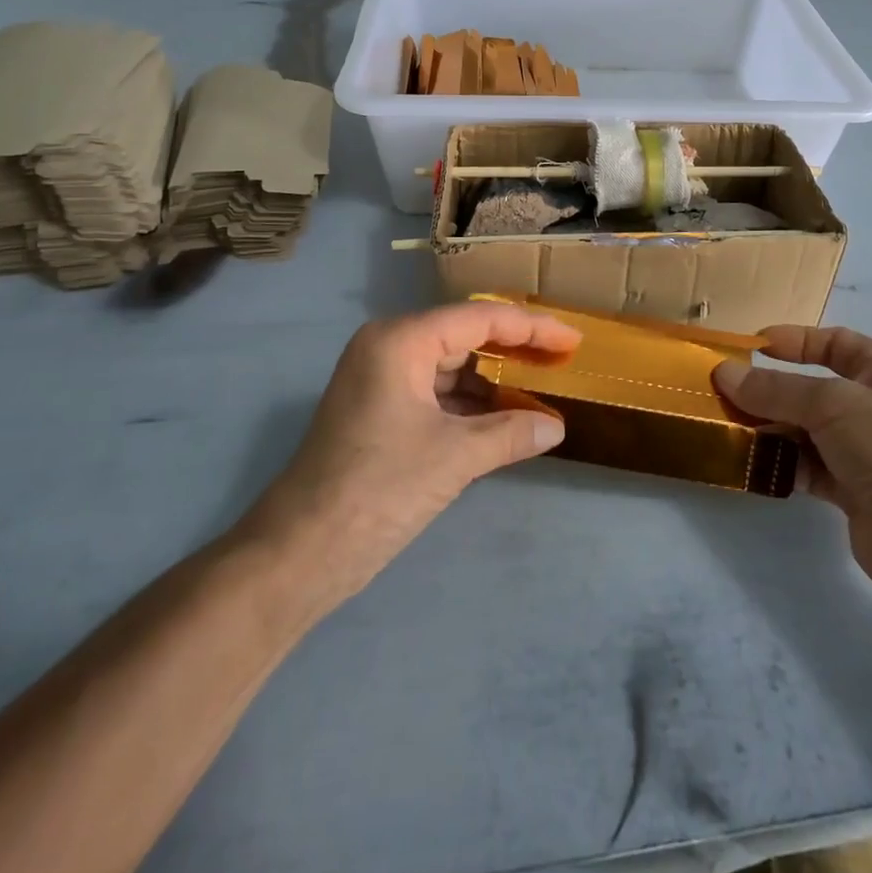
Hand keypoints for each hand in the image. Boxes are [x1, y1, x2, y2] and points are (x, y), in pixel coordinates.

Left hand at [232, 304, 580, 602]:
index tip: (573, 340)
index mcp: (401, 341)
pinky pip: (437, 394)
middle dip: (515, 352)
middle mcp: (389, 348)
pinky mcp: (380, 411)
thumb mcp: (454, 458)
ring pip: (452, 367)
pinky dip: (471, 406)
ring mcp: (381, 380)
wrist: (299, 554)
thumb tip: (555, 427)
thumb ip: (511, 433)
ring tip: (543, 393)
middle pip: (465, 337)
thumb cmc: (377, 490)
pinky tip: (505, 421)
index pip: (480, 318)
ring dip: (495, 383)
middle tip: (562, 362)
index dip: (532, 327)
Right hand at [714, 326, 871, 589]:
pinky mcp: (856, 491)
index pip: (835, 343)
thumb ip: (775, 389)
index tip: (750, 347)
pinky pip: (810, 467)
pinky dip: (784, 463)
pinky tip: (753, 462)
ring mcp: (870, 451)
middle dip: (772, 390)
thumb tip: (723, 373)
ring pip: (809, 429)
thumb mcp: (832, 404)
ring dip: (772, 428)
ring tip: (729, 427)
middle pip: (816, 389)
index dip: (794, 341)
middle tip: (725, 393)